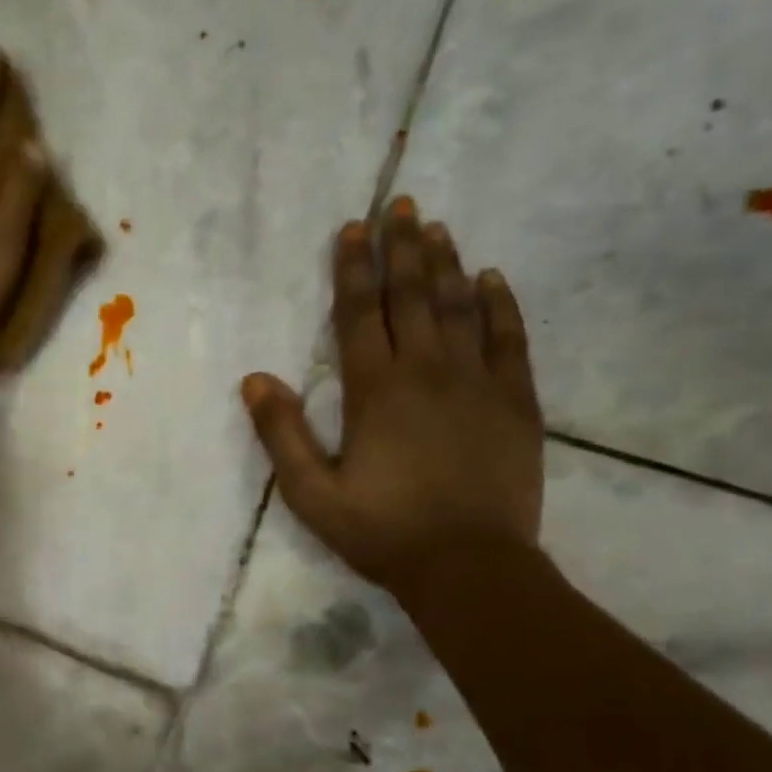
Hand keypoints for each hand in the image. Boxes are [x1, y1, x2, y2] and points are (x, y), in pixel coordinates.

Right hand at [241, 197, 543, 592]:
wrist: (468, 566)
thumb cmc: (381, 531)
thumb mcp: (311, 493)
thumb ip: (282, 434)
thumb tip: (255, 379)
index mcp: (375, 390)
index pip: (361, 313)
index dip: (353, 268)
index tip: (352, 229)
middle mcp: (428, 370)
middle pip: (413, 295)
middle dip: (402, 247)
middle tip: (400, 205)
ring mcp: (478, 382)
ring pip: (461, 306)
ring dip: (446, 263)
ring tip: (437, 227)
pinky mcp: (516, 401)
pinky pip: (510, 338)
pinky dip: (500, 304)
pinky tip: (492, 278)